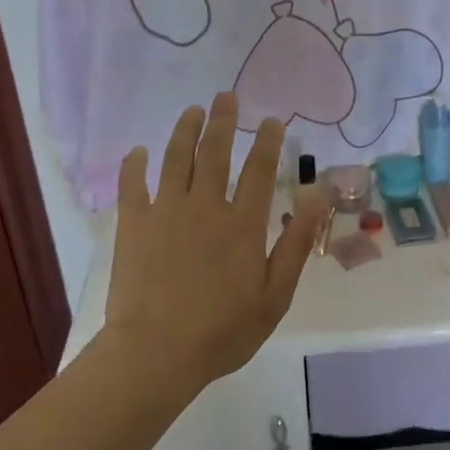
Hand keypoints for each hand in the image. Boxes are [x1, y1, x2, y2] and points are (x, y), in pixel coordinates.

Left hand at [106, 93, 323, 389]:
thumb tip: (318, 198)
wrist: (156, 353)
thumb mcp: (275, 295)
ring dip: (184, 131)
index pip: (260, 170)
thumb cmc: (223, 330)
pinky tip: (138, 152)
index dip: (268, 141)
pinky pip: (132, 186)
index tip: (273, 120)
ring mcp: (165, 212)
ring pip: (175, 159)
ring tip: (192, 111)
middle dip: (223, 121)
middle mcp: (205, 206)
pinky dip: (134, 166)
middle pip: (215, 152)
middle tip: (226, 96)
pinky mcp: (133, 225)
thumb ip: (297, 243)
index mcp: (243, 224)